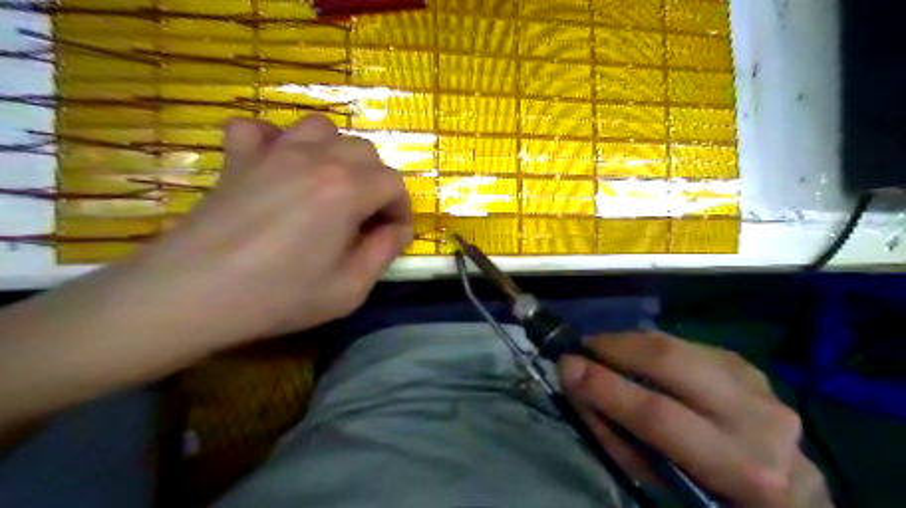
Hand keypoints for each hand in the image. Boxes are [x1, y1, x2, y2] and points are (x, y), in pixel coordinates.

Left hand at [122, 115, 413, 345]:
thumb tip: (396, 230)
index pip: (394, 183)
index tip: (392, 236)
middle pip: (364, 151)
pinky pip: (260, 129)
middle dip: (376, 183)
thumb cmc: (278, 296)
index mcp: (347, 190)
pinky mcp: (238, 157)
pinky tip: (278, 166)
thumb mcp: (349, 289)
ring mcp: (273, 152)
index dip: (401, 210)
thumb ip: (383, 253)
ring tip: (330, 186)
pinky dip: (275, 141)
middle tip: (365, 218)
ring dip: (336, 154)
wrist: (191, 294)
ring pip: (321, 129)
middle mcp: (316, 159)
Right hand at [560, 332, 833, 507]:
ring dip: (630, 342)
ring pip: (676, 345)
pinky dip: (652, 346)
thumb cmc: (707, 495)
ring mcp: (759, 386)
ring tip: (603, 350)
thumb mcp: (659, 483)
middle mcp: (759, 420)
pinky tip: (639, 357)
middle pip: (670, 362)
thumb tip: (577, 382)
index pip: (657, 415)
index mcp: (740, 469)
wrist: (784, 493)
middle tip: (583, 348)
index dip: (604, 386)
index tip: (565, 366)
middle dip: (615, 347)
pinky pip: (686, 345)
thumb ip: (615, 434)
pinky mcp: (749, 366)